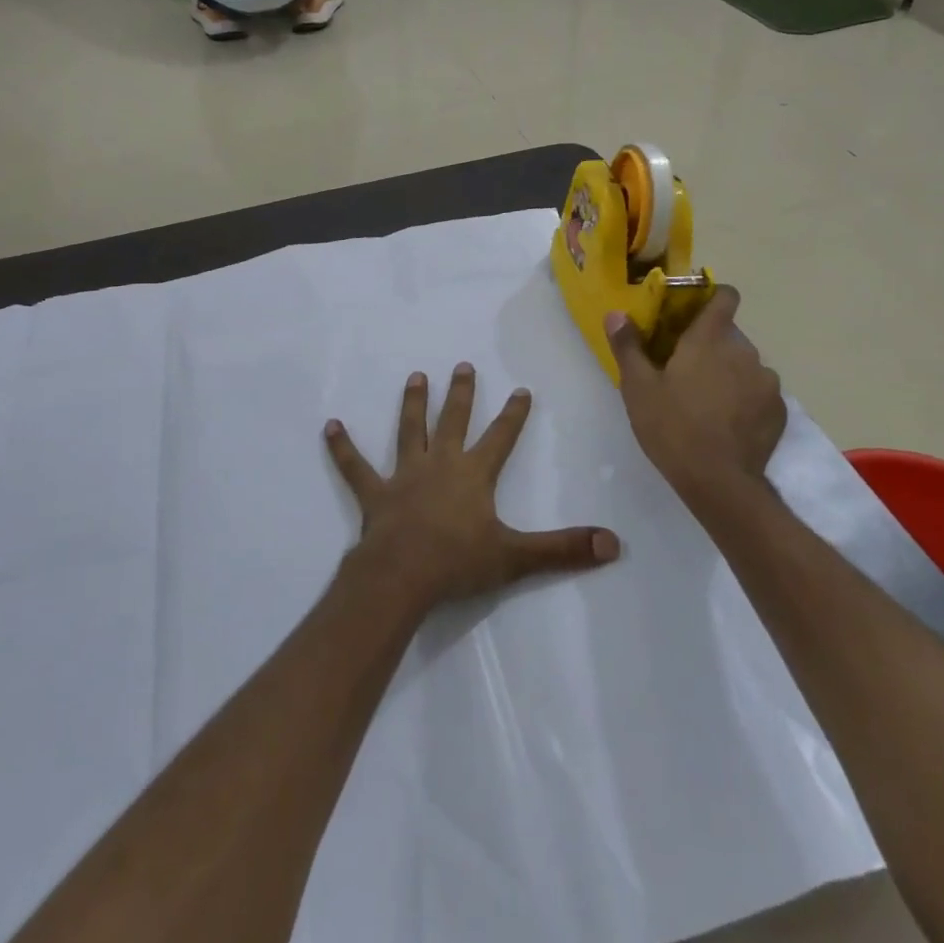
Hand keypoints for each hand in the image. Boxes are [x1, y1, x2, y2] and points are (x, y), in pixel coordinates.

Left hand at [325, 364, 620, 607]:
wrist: (402, 576)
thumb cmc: (459, 563)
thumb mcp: (517, 557)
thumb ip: (563, 549)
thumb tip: (614, 544)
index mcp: (474, 475)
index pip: (500, 438)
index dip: (512, 414)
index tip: (520, 389)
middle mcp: (440, 465)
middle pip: (453, 422)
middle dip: (460, 394)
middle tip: (462, 366)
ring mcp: (404, 476)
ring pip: (409, 432)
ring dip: (412, 404)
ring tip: (415, 376)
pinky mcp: (375, 493)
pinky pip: (355, 467)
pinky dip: (342, 447)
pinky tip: (330, 426)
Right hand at [604, 286, 787, 503]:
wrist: (719, 482)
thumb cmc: (672, 428)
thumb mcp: (638, 388)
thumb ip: (628, 347)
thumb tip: (616, 314)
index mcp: (709, 340)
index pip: (725, 297)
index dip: (714, 297)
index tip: (696, 311)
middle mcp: (744, 352)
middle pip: (729, 337)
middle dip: (711, 348)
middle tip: (686, 373)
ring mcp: (767, 382)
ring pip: (746, 366)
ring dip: (730, 375)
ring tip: (708, 403)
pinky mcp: (779, 411)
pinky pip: (760, 394)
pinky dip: (746, 401)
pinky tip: (728, 424)